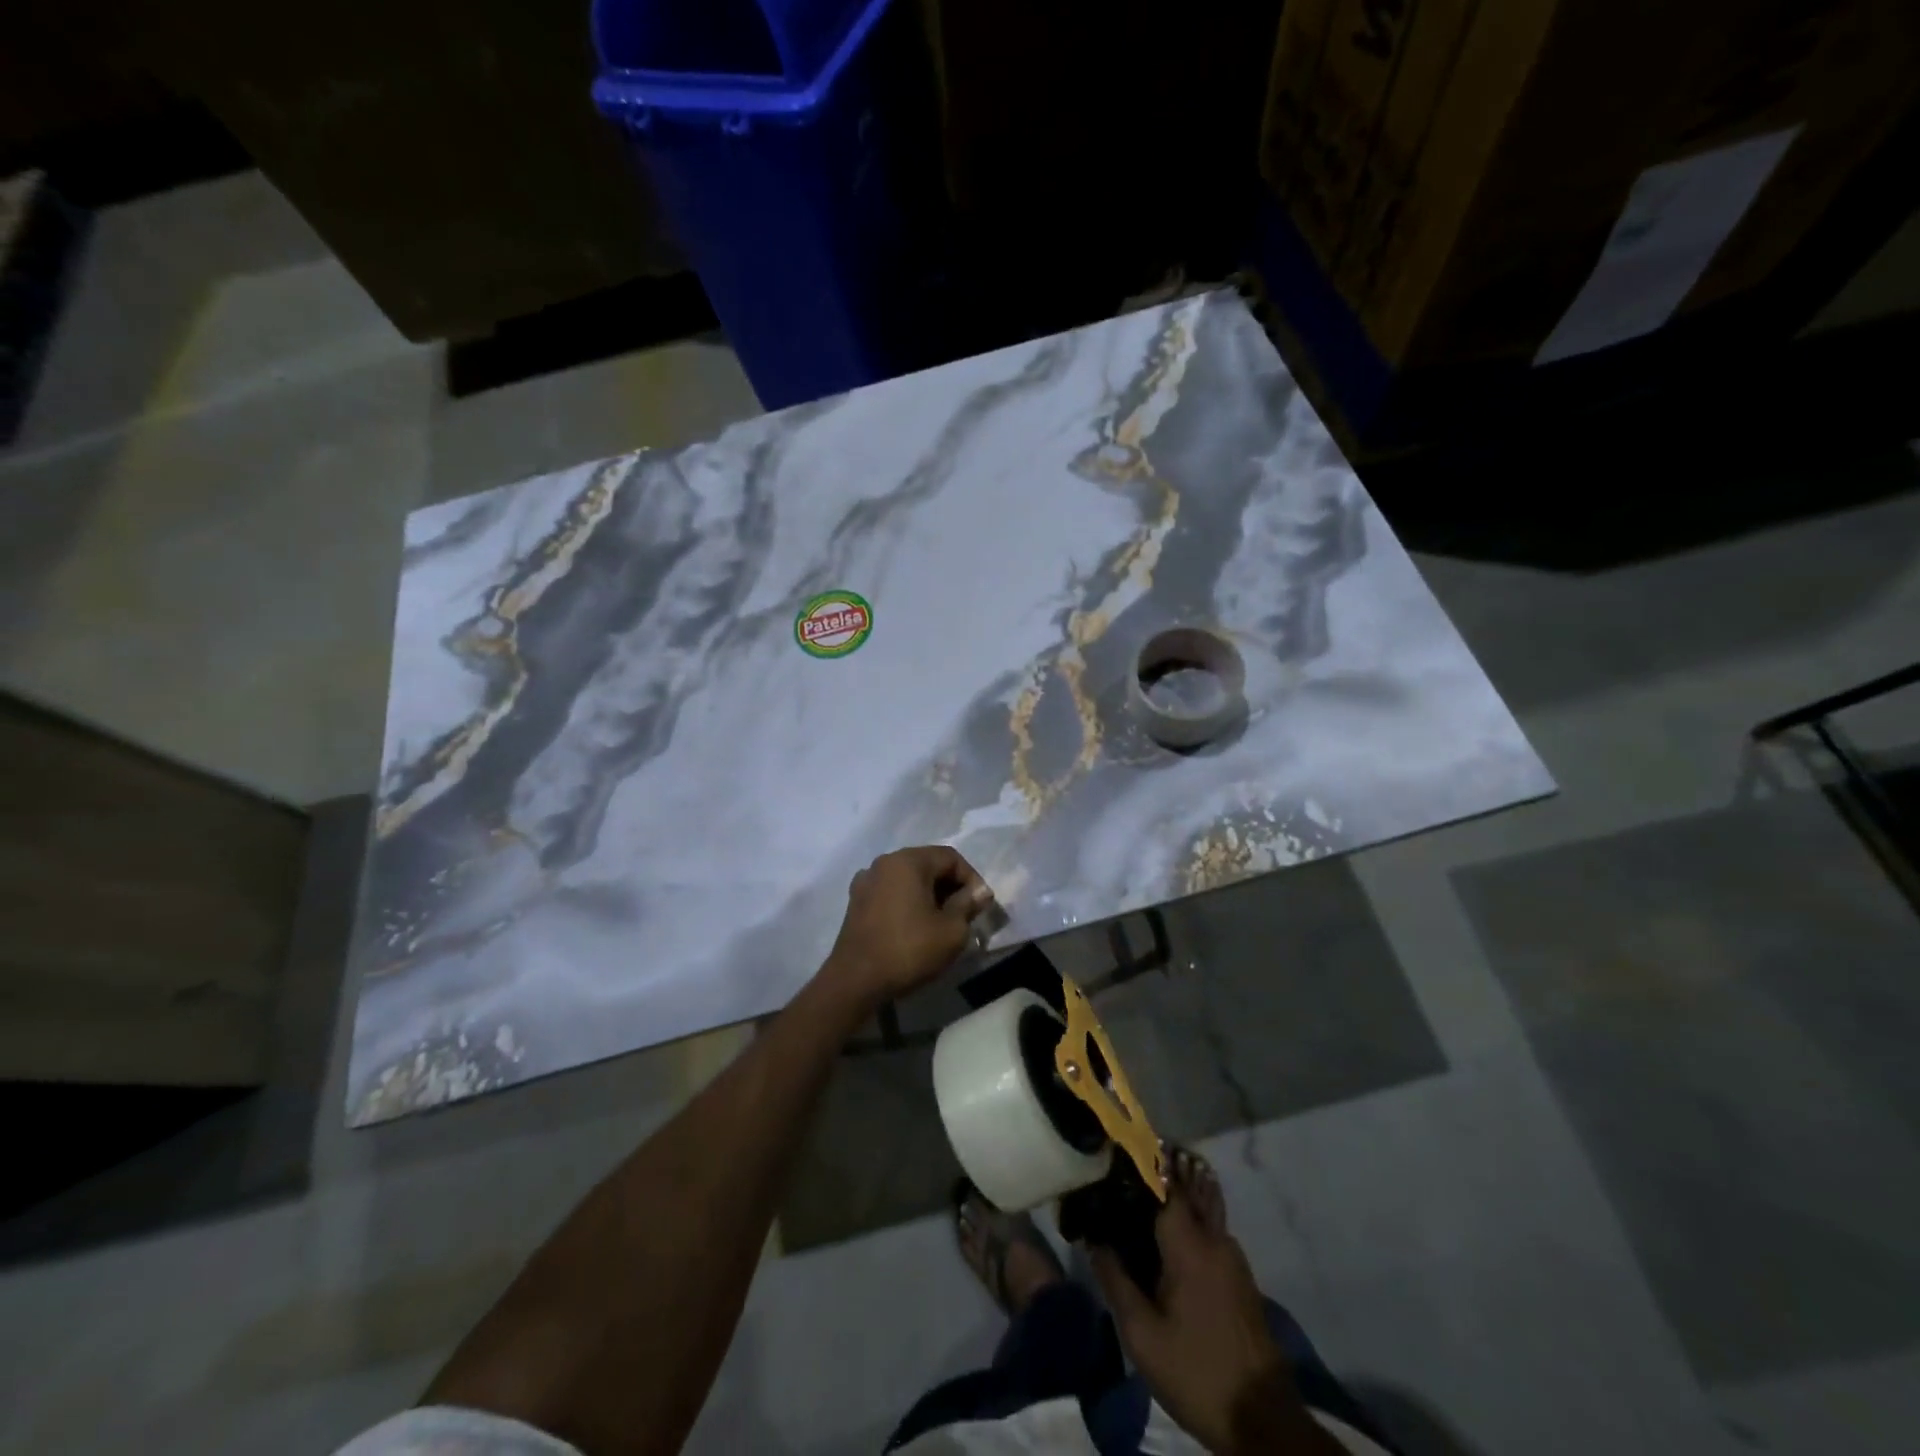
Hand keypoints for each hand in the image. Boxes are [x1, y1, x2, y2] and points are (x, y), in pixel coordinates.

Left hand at [821, 846, 992, 1009]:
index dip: (972, 879)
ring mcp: (866, 881)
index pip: (950, 857)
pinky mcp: (856, 901)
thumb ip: (968, 904)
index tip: (980, 906)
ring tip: (941, 922)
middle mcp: (884, 862)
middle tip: (964, 914)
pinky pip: (891, 892)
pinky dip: (907, 902)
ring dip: (929, 895)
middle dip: (950, 887)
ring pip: (908, 879)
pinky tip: (914, 926)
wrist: (855, 980)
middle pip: (928, 864)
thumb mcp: (951, 931)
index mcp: (908, 860)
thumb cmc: (908, 950)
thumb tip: (979, 892)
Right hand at [1090, 1188, 1332, 1454]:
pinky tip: (1164, 1246)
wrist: (1263, 1421)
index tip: (1112, 1160)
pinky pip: (1208, 1235)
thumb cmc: (1196, 1371)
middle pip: (1183, 1192)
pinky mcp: (1241, 1278)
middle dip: (1154, 1181)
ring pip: (1198, 1213)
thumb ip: (1115, 1281)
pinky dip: (1186, 1228)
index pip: (1164, 1183)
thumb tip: (1095, 1241)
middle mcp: (1215, 1238)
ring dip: (1171, 1206)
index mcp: (1190, 1243)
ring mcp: (1233, 1257)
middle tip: (1119, 1184)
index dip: (1138, 1167)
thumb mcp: (1142, 1335)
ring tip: (1136, 1212)